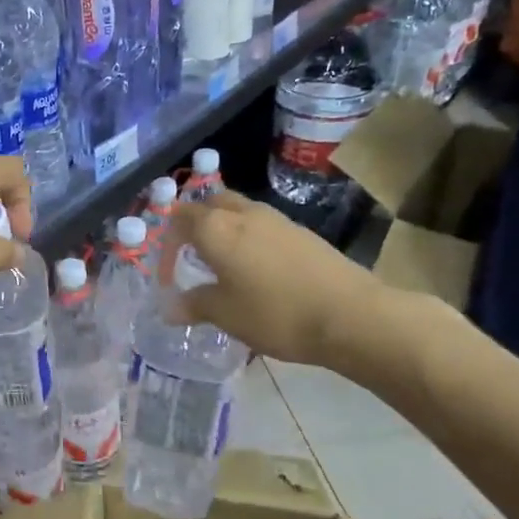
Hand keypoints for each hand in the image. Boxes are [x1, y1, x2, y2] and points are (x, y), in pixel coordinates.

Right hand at [167, 191, 386, 367]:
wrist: (350, 314)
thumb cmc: (275, 313)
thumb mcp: (225, 315)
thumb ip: (193, 305)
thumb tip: (169, 307)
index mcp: (216, 228)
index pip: (180, 217)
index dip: (168, 242)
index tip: (169, 274)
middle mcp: (243, 214)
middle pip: (210, 204)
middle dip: (195, 224)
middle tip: (191, 255)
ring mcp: (276, 220)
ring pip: (238, 211)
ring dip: (224, 229)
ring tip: (223, 263)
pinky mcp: (301, 233)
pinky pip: (262, 226)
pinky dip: (249, 238)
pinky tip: (257, 269)